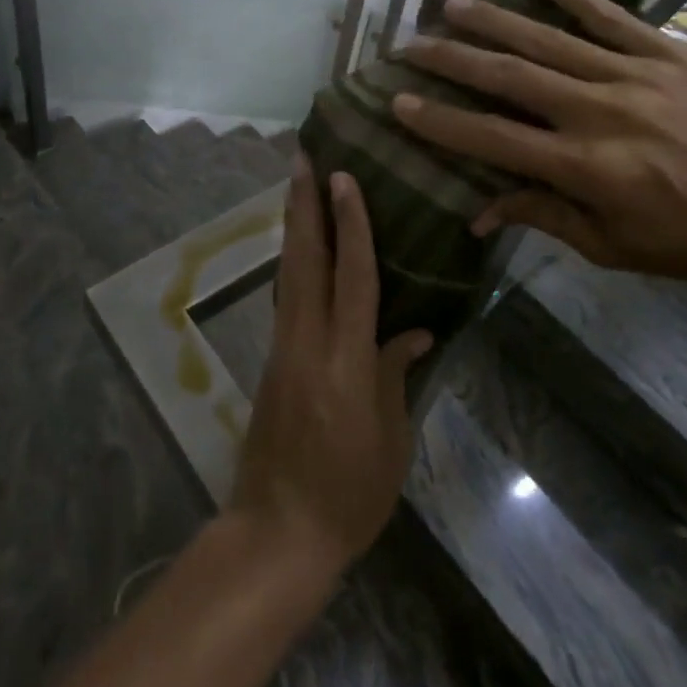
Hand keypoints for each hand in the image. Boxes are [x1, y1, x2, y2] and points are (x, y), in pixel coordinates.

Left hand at [230, 161, 433, 578]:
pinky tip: (299, 247)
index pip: (351, 275)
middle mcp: (308, 340)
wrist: (279, 529)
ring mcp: (283, 347)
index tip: (343, 178)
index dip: (350, 223)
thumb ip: (396, 375)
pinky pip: (285, 296)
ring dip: (293, 224)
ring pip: (288, 272)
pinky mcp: (272, 359)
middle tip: (301, 158)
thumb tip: (414, 331)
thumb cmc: (349, 493)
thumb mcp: (390, 440)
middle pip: (304, 258)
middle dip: (303, 204)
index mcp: (346, 359)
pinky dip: (292, 261)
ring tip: (296, 185)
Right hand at [390, 0, 686, 289]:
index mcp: (587, 168)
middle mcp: (601, 113)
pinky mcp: (667, 53)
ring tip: (448, 2)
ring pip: (547, 40)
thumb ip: (543, 216)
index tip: (399, 102)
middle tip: (409, 44)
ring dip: (492, 19)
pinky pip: (609, 15)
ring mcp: (634, 76)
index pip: (494, 139)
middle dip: (452, 60)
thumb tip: (478, 211)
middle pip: (510, 78)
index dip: (442, 122)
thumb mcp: (613, 248)